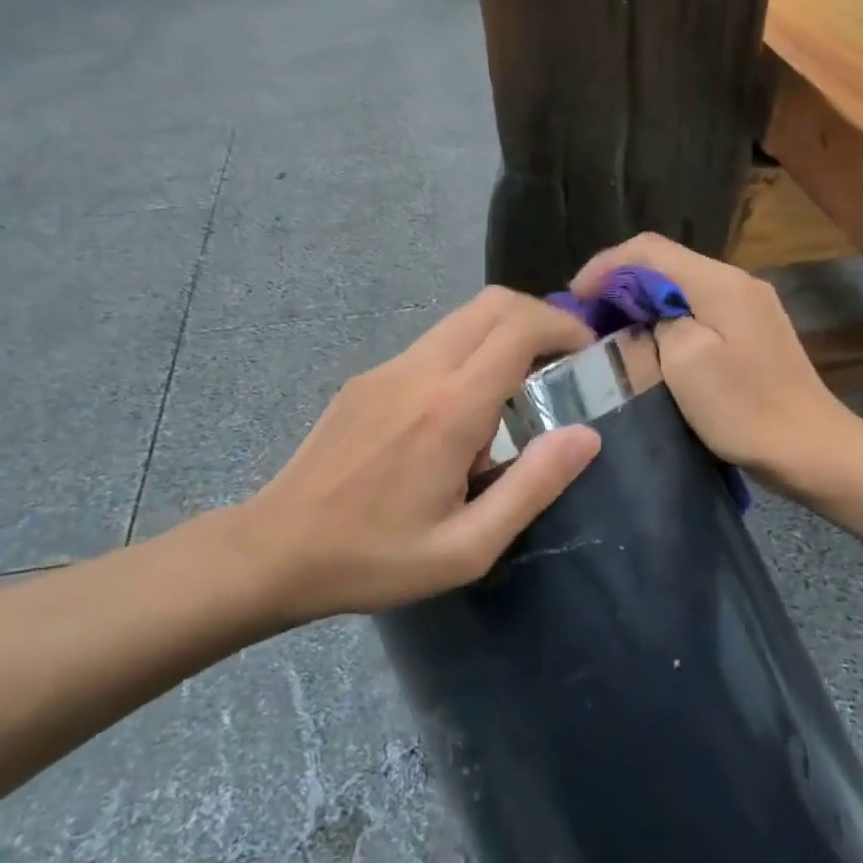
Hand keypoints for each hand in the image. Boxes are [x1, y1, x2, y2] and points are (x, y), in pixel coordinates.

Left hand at [244, 287, 601, 619]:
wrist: (275, 549)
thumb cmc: (374, 559)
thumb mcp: (466, 547)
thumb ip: (532, 486)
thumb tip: (585, 436)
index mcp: (449, 408)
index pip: (519, 327)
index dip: (563, 327)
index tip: (587, 353)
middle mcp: (418, 370)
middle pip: (491, 304)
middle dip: (539, 319)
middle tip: (563, 363)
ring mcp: (386, 368)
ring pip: (461, 319)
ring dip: (502, 336)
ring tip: (518, 395)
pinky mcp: (367, 379)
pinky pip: (432, 346)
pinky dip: (468, 355)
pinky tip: (462, 416)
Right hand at [570, 234, 862, 496]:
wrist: (811, 449)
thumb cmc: (744, 408)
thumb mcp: (685, 362)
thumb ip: (657, 322)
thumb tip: (646, 313)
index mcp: (719, 282)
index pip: (649, 249)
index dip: (605, 265)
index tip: (575, 297)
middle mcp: (736, 281)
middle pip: (665, 262)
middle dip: (619, 281)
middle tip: (586, 315)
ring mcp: (749, 304)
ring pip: (680, 285)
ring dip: (641, 299)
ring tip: (609, 327)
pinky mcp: (753, 329)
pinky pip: (698, 306)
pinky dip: (665, 316)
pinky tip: (650, 341)